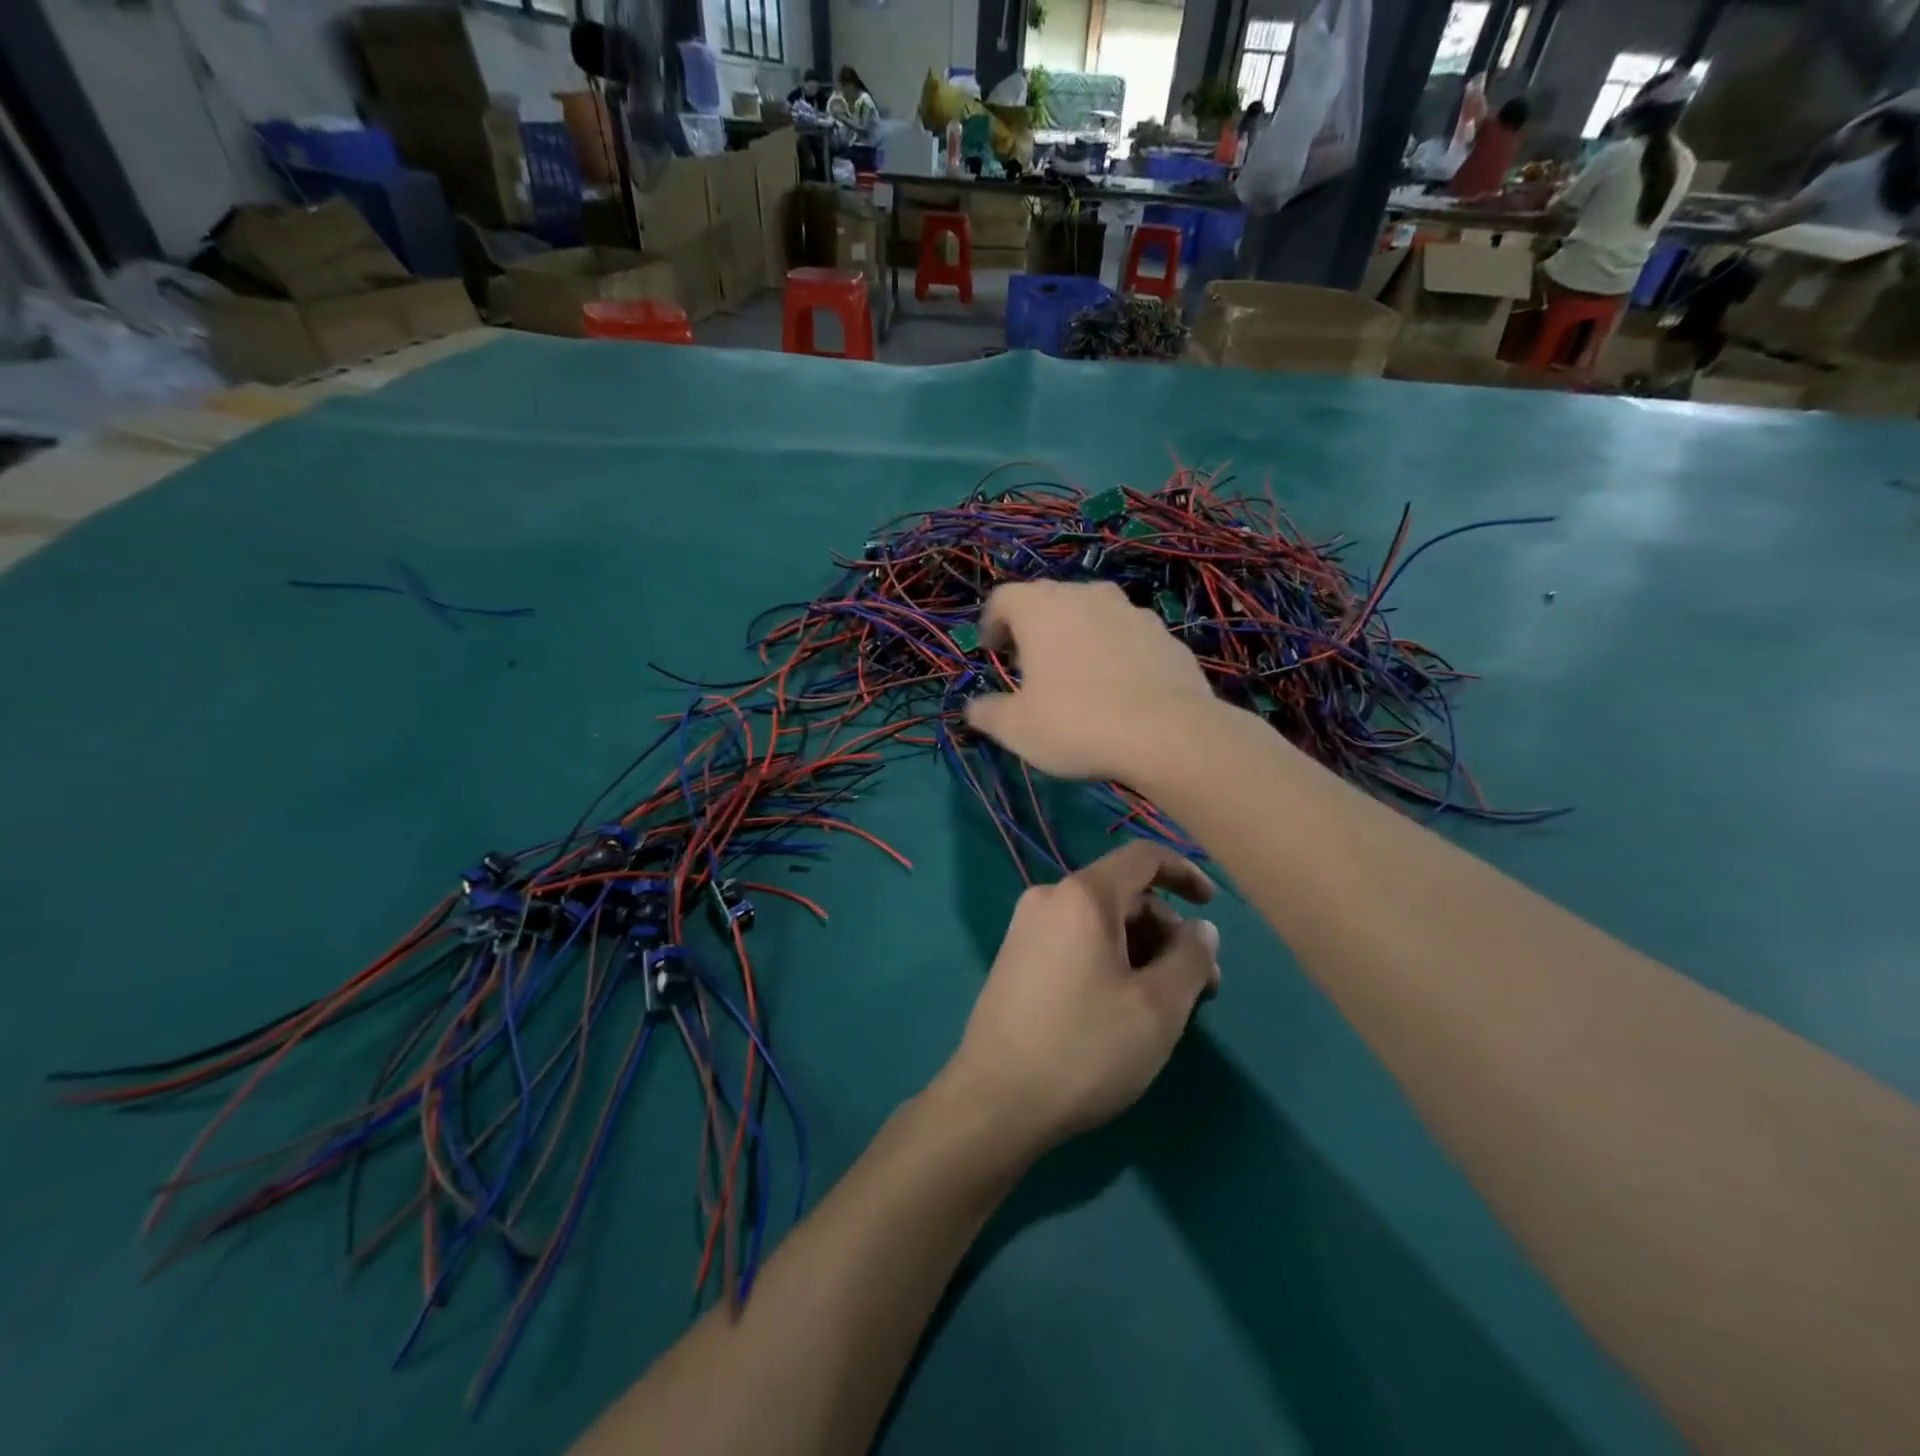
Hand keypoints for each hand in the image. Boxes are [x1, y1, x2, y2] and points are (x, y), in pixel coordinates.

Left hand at [939, 841, 1221, 1156]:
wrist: (995, 1100)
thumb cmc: (1085, 1048)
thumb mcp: (1157, 1008)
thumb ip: (1190, 958)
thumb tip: (1200, 928)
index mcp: (1082, 896)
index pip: (1142, 858)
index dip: (1184, 873)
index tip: (1212, 907)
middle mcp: (1048, 899)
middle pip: (1123, 895)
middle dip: (1168, 931)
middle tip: (1202, 986)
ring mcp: (1025, 929)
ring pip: (1100, 923)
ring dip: (1142, 950)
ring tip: (1168, 1005)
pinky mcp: (1015, 959)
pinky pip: (1075, 942)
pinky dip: (1110, 960)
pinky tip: (1125, 1006)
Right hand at [964, 581, 1220, 783]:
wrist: (1169, 734)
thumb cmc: (1076, 723)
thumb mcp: (1017, 728)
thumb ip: (987, 712)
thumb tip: (973, 708)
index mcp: (1041, 608)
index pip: (1003, 597)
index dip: (991, 623)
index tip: (991, 651)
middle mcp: (1087, 595)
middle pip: (1050, 600)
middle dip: (1034, 627)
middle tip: (1029, 664)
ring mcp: (1132, 611)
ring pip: (1093, 614)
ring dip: (1077, 635)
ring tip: (1076, 674)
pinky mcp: (1166, 635)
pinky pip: (1128, 636)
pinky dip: (1115, 652)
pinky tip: (1118, 689)